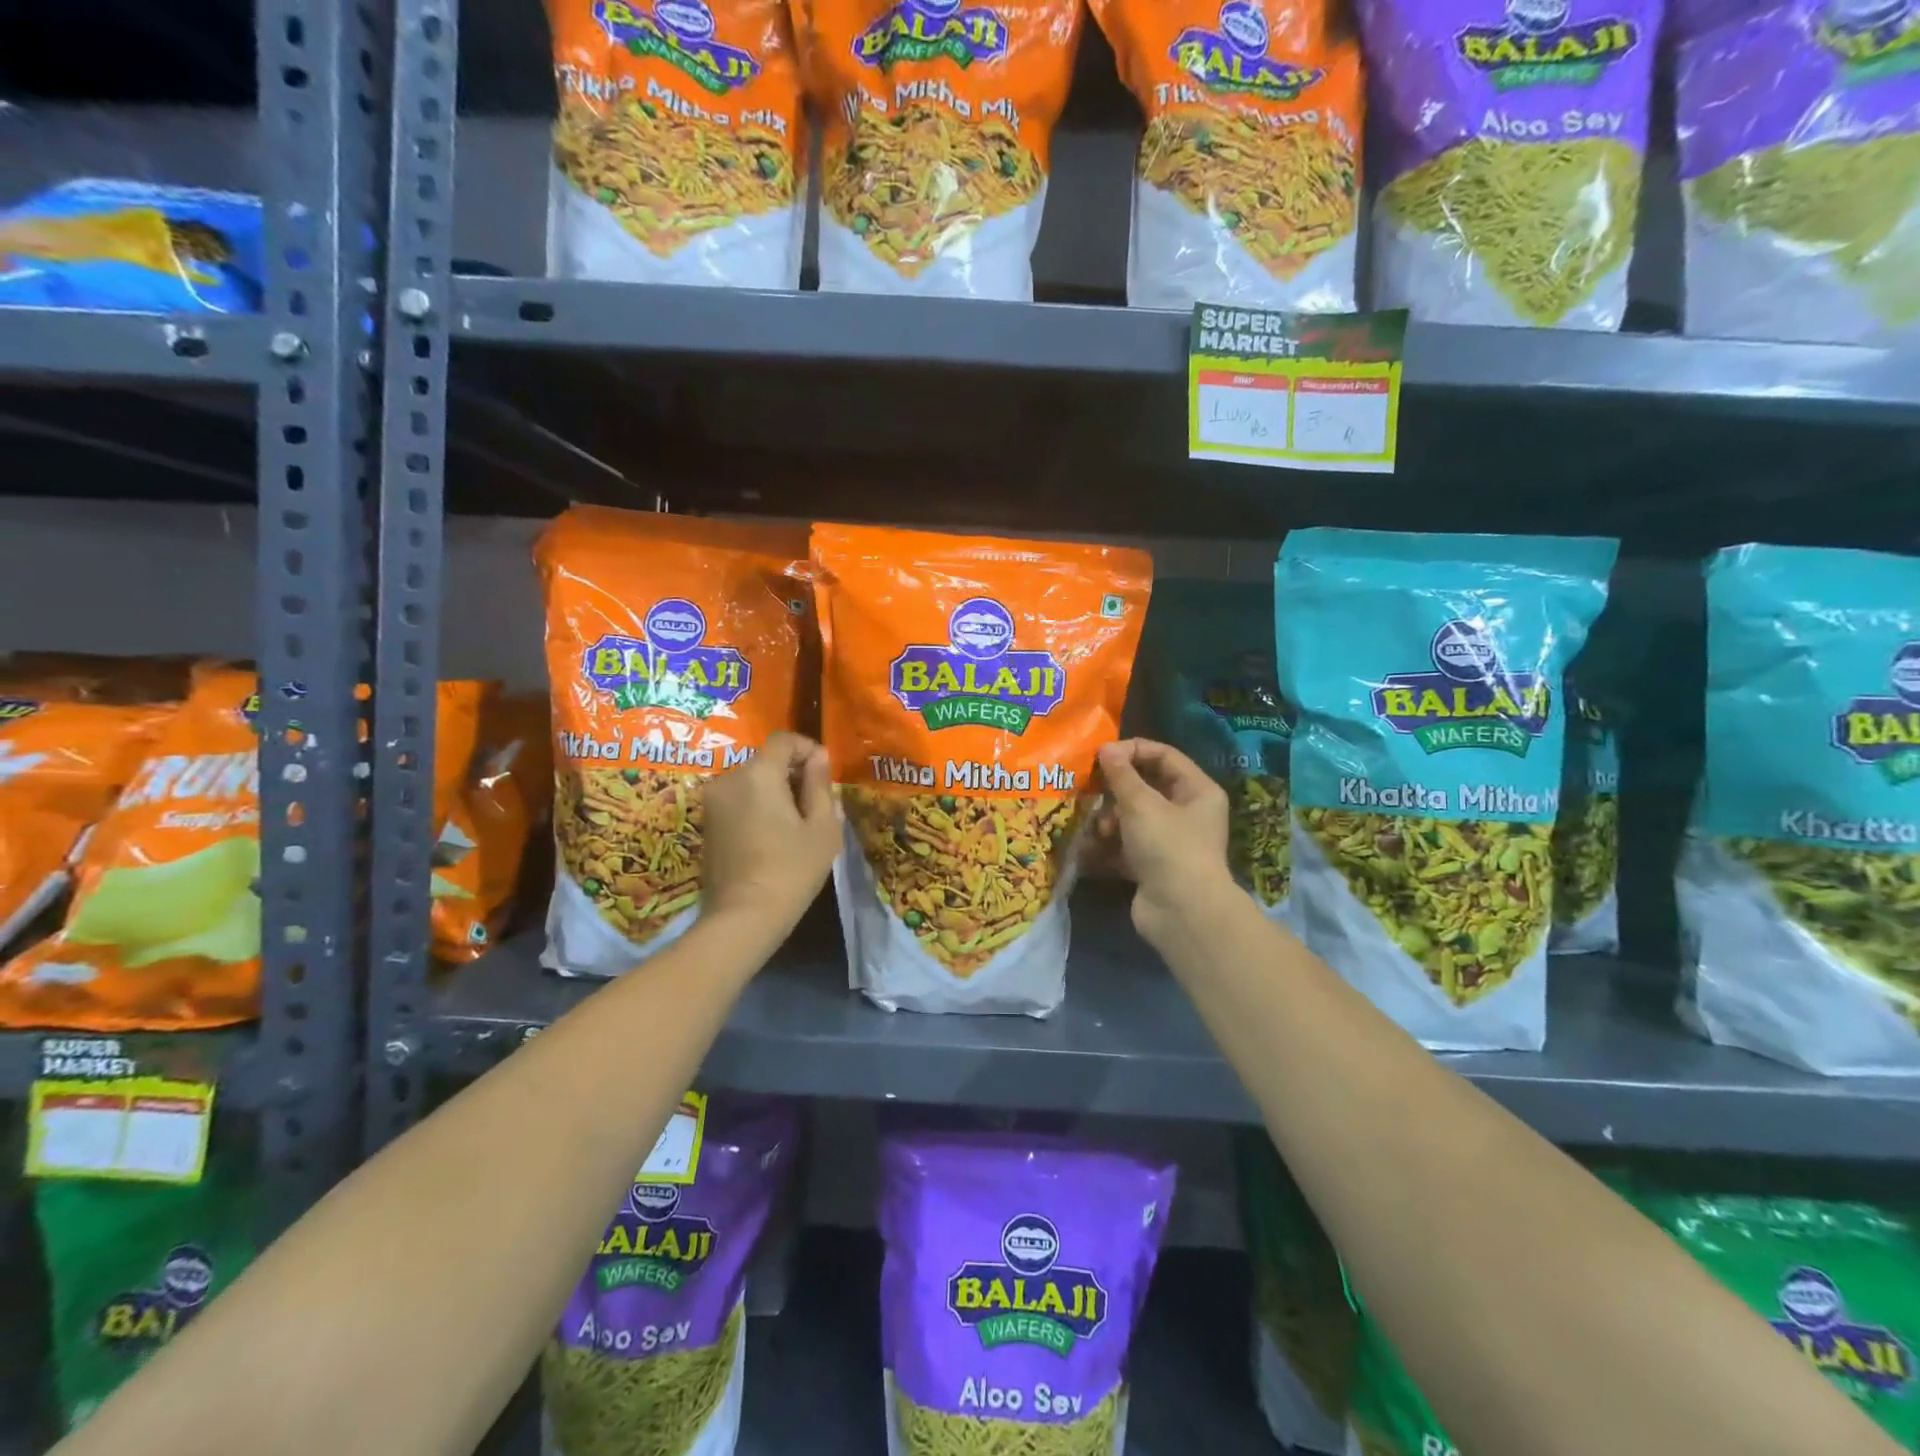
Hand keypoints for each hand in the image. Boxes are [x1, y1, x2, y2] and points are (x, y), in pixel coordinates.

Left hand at [701, 731, 840, 941]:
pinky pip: (738, 801)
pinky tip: (773, 837)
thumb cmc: (792, 870)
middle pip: (766, 760)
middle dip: (792, 774)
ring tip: (795, 824)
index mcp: (759, 773)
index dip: (808, 749)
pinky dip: (757, 807)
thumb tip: (819, 758)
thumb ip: (820, 785)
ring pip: (751, 782)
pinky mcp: (707, 824)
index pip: (784, 740)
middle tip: (815, 805)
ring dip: (774, 792)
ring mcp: (713, 802)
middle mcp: (729, 779)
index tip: (824, 774)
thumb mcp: (822, 827)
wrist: (743, 917)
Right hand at [1093, 738, 1233, 942]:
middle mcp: (1187, 812)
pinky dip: (1107, 846)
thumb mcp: (1141, 804)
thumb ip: (1120, 775)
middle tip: (1090, 791)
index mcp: (1197, 790)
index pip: (1163, 756)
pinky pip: (1124, 846)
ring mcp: (1169, 841)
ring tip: (1099, 830)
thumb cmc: (1168, 846)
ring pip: (1131, 818)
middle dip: (1115, 791)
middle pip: (1145, 788)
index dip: (1132, 751)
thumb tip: (1106, 748)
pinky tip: (1089, 849)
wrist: (1181, 913)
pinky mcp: (1151, 866)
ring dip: (1109, 820)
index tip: (1100, 755)